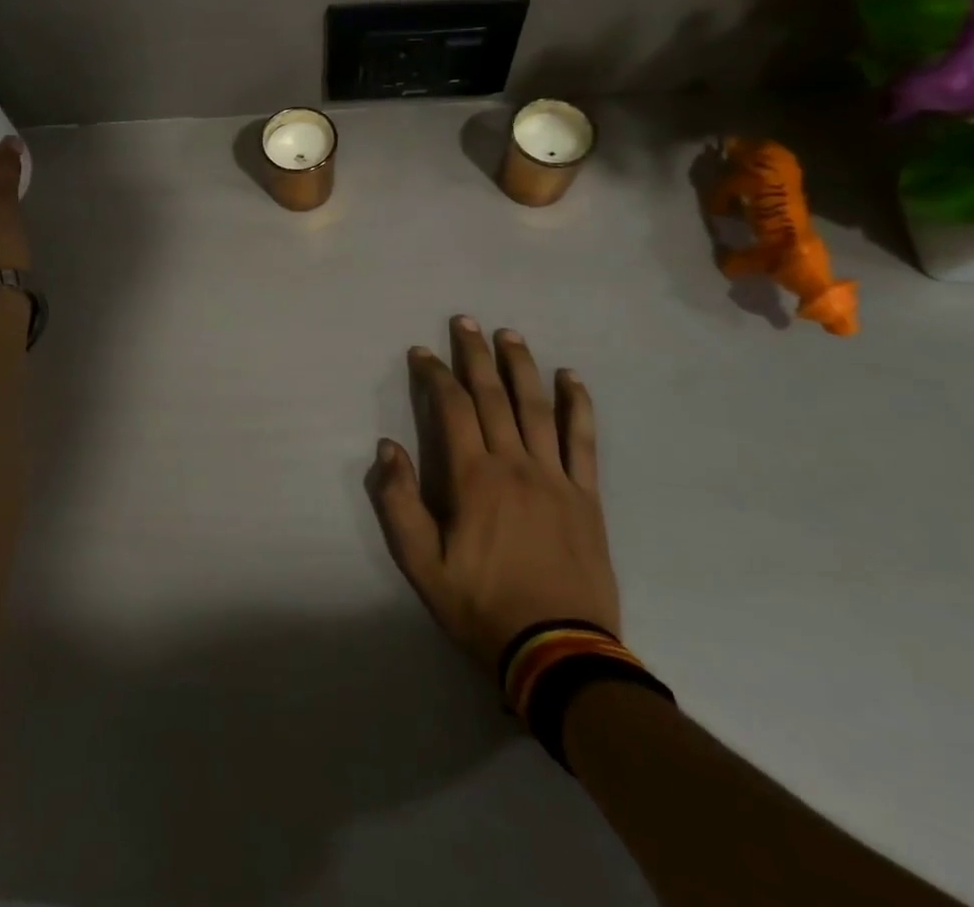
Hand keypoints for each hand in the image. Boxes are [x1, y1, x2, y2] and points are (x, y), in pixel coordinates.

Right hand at [367, 317, 619, 670]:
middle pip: (493, 396)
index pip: (452, 408)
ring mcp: (555, 477)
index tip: (422, 352)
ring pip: (536, 407)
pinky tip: (571, 378)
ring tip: (509, 334)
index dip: (435, 374)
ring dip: (521, 366)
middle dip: (475, 355)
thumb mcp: (421, 563)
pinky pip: (583, 440)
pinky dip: (577, 405)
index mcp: (473, 477)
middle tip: (465, 321)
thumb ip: (399, 502)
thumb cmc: (481, 605)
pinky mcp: (586, 496)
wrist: (558, 652)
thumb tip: (387, 447)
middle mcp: (514, 464)